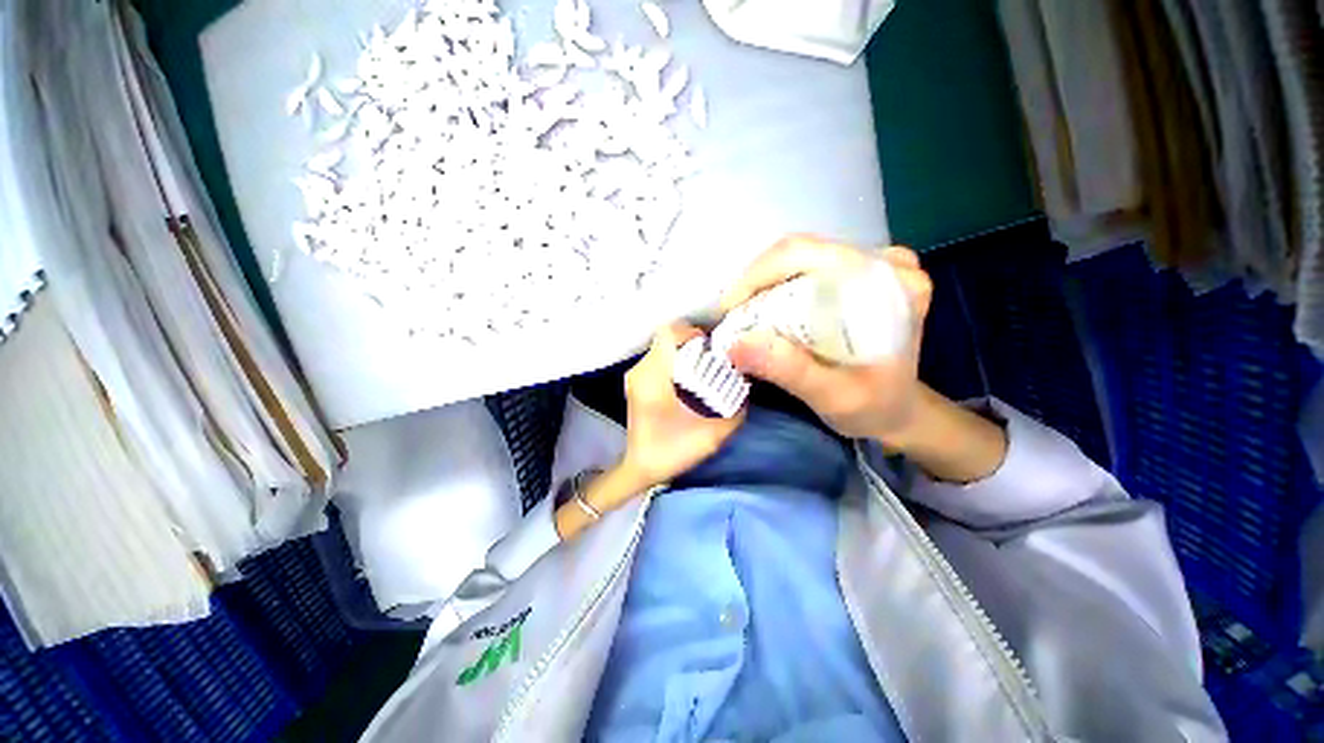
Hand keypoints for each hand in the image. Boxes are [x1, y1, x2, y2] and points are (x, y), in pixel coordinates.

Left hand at [619, 322, 745, 489]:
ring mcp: (636, 375)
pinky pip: (658, 359)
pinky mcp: (637, 382)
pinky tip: (691, 377)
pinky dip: (676, 361)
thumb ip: (735, 411)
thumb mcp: (712, 435)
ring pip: (662, 348)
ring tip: (705, 366)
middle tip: (715, 356)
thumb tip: (748, 388)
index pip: (668, 334)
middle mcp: (640, 371)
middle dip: (692, 342)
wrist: (641, 468)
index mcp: (653, 378)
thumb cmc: (672, 452)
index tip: (712, 346)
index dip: (693, 332)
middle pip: (666, 339)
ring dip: (684, 351)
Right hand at [723, 236, 932, 446]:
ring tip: (741, 317)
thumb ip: (788, 370)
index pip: (808, 255)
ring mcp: (872, 263)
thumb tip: (734, 344)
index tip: (728, 311)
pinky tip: (764, 312)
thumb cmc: (873, 407)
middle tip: (731, 318)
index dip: (757, 276)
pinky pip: (805, 268)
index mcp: (890, 283)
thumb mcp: (832, 396)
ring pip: (798, 258)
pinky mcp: (858, 273)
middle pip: (799, 252)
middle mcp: (885, 261)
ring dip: (762, 285)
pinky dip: (776, 288)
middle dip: (755, 283)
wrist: (897, 410)